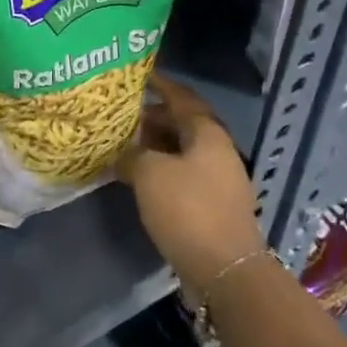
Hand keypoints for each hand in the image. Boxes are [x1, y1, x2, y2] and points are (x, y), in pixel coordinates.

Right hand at [119, 75, 266, 291]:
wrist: (225, 270)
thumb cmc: (188, 209)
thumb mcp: (149, 174)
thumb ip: (132, 154)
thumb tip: (122, 152)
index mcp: (207, 132)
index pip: (181, 97)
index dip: (159, 84)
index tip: (136, 76)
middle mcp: (217, 150)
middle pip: (182, 123)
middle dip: (152, 117)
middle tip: (121, 115)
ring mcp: (218, 179)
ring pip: (181, 151)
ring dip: (154, 146)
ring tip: (123, 144)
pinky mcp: (212, 205)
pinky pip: (183, 175)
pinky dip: (161, 170)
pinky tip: (138, 177)